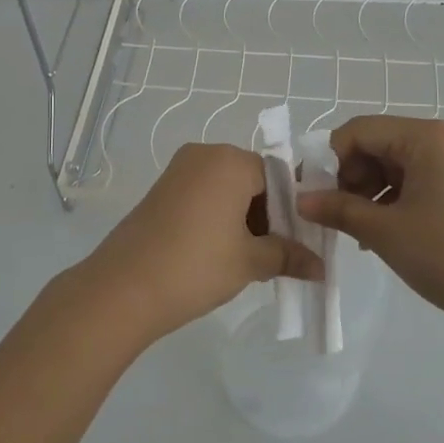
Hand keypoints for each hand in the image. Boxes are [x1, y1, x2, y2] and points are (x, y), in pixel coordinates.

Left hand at [74, 143, 319, 344]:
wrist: (123, 288)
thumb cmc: (196, 265)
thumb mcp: (250, 262)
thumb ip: (288, 256)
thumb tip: (320, 267)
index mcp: (231, 160)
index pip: (279, 176)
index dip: (295, 210)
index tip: (303, 242)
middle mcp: (205, 154)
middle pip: (253, 180)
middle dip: (270, 215)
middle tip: (281, 255)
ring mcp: (179, 171)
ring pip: (228, 189)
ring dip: (245, 219)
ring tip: (253, 260)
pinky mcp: (161, 190)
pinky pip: (204, 196)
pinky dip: (220, 218)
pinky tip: (223, 253)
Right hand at [297, 116, 443, 328]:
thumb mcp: (385, 232)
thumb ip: (338, 209)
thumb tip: (301, 200)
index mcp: (426, 137)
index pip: (359, 130)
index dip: (330, 159)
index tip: (314, 195)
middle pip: (378, 143)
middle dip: (351, 177)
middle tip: (337, 215)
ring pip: (395, 163)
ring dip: (370, 191)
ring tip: (359, 230)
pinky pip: (417, 178)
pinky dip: (394, 198)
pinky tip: (383, 231)